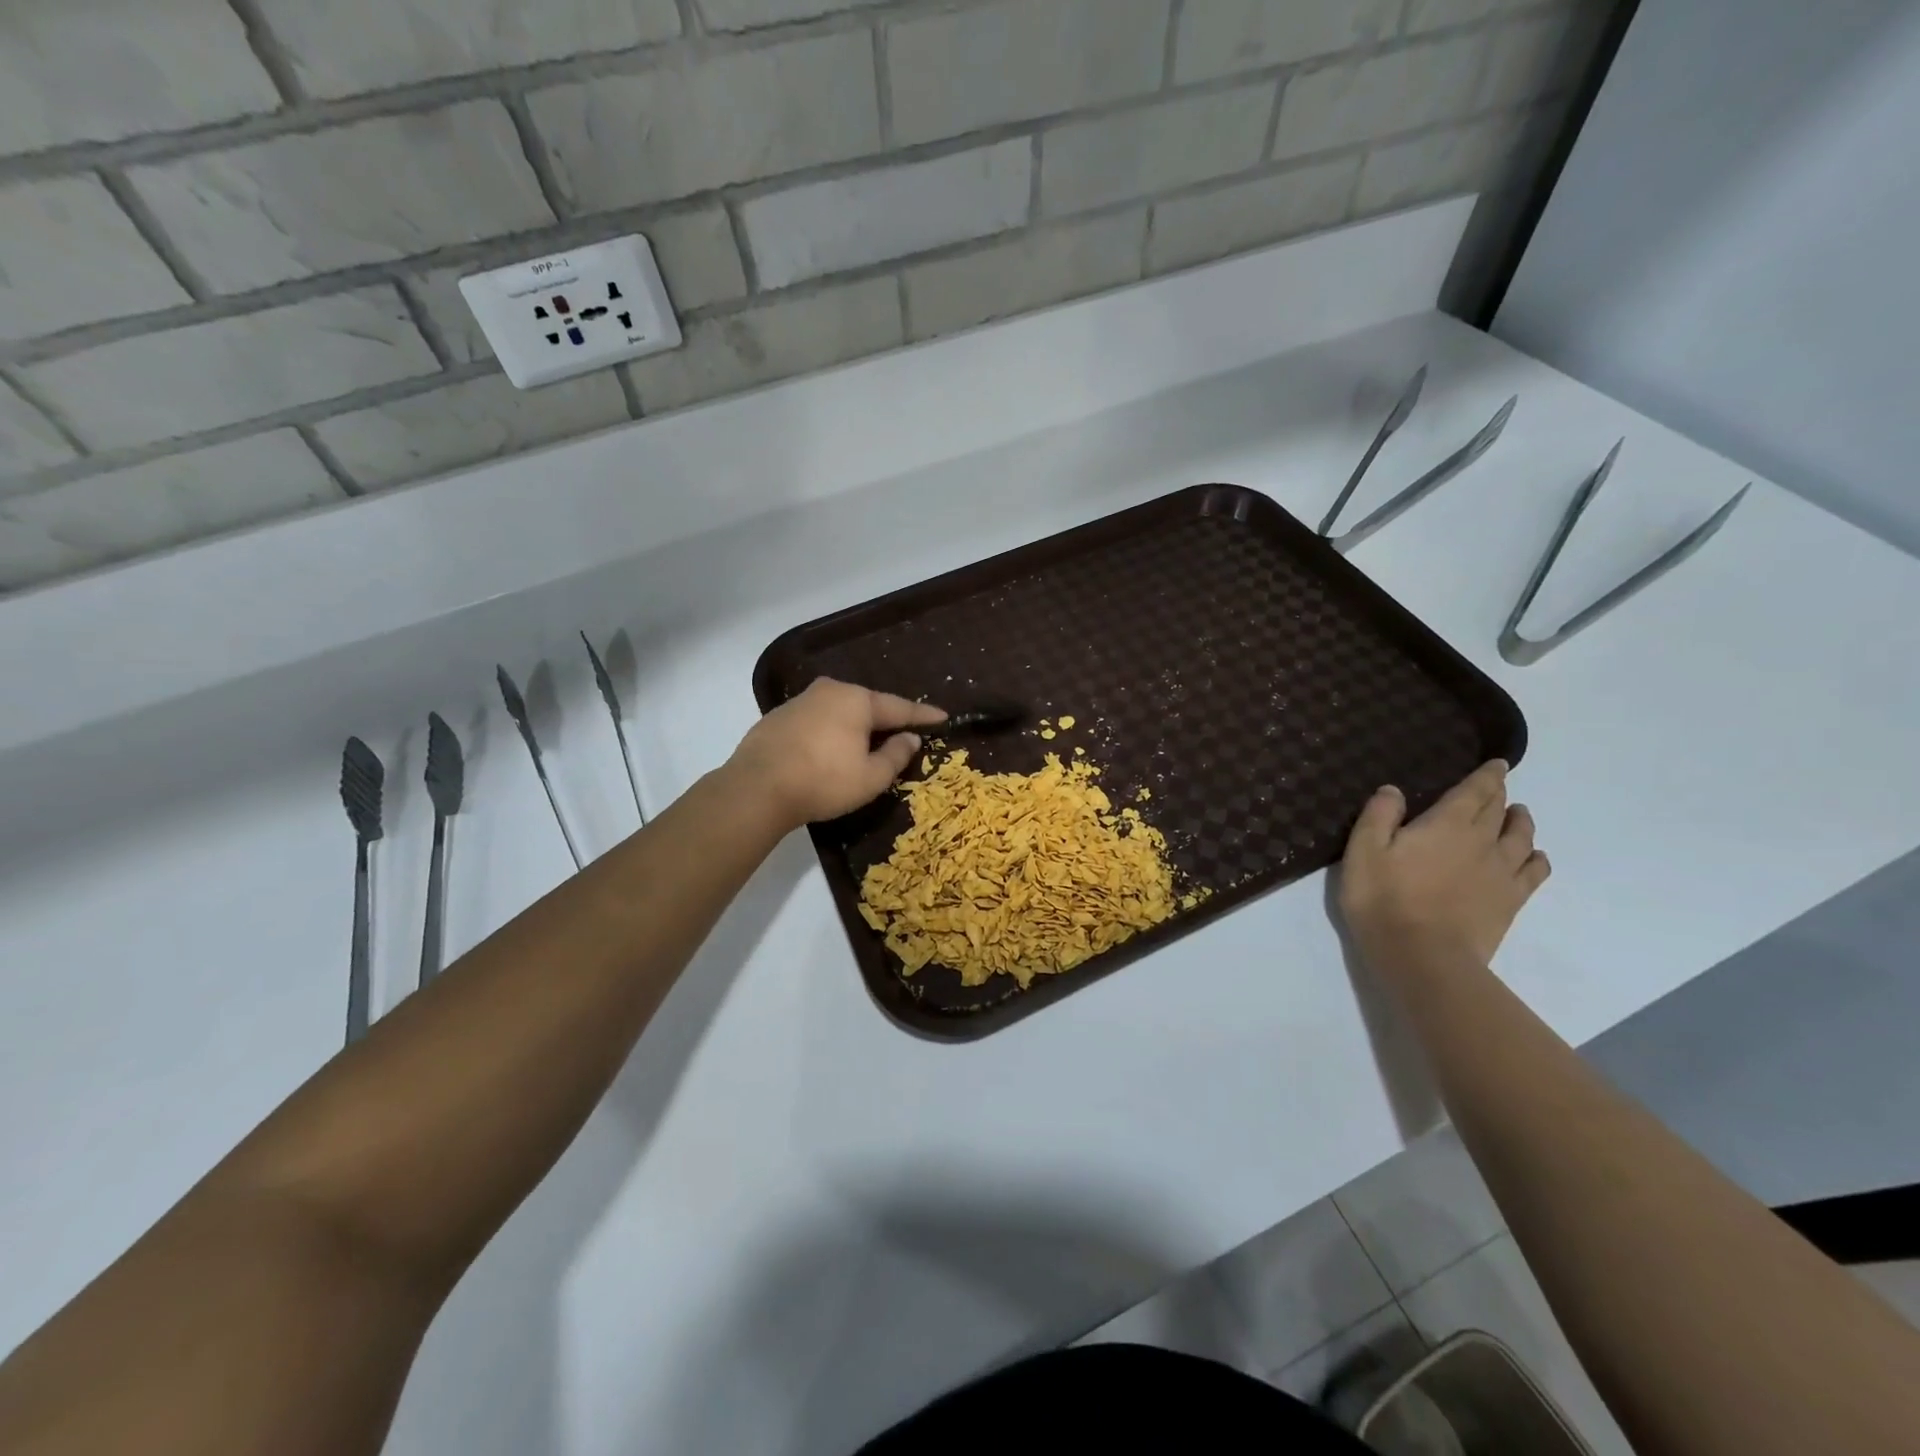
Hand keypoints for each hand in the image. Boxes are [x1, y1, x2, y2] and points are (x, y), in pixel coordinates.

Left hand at [727, 678, 946, 829]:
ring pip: (840, 711)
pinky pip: (818, 721)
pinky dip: (831, 732)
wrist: (756, 788)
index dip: (923, 716)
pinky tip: (831, 750)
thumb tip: (910, 738)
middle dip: (887, 719)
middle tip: (905, 732)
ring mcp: (800, 701)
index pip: (900, 708)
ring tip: (868, 743)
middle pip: (868, 705)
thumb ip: (896, 755)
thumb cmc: (823, 781)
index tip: (943, 717)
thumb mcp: (871, 777)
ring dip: (856, 726)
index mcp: (857, 700)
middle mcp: (830, 691)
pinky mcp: (778, 717)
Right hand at [1338, 760, 1550, 978]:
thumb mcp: (1363, 851)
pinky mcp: (1510, 901)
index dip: (1487, 775)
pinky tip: (1534, 856)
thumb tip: (1393, 790)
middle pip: (1498, 810)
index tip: (1498, 764)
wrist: (1422, 955)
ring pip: (1521, 837)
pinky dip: (1537, 858)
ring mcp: (1501, 872)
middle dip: (1499, 794)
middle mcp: (1482, 841)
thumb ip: (1379, 815)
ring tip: (1518, 814)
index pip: (1475, 791)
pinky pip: (1534, 872)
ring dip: (1520, 821)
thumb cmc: (1383, 898)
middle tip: (1498, 785)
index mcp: (1446, 824)